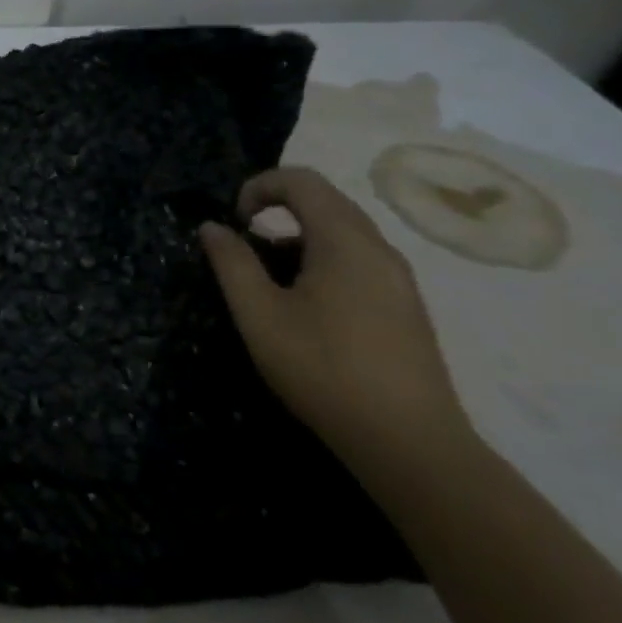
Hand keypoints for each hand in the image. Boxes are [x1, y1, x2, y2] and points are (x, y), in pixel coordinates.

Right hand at [198, 167, 468, 477]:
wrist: (408, 442)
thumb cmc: (323, 368)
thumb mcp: (258, 314)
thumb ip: (231, 263)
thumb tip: (212, 227)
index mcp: (345, 241)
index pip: (302, 180)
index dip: (259, 186)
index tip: (234, 222)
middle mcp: (379, 249)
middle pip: (326, 201)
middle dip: (277, 209)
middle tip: (244, 244)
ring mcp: (399, 278)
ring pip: (343, 232)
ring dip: (298, 238)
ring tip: (269, 279)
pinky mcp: (406, 306)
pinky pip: (359, 259)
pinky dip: (322, 260)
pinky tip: (305, 305)